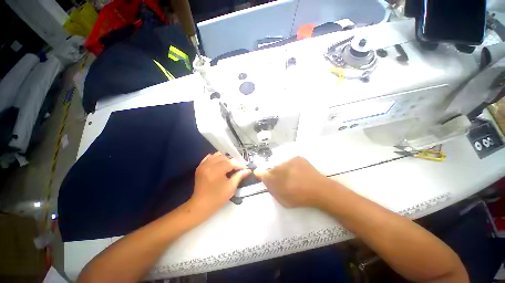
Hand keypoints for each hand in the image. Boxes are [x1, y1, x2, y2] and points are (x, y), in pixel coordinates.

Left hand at [189, 152, 250, 215]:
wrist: (201, 205)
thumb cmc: (217, 198)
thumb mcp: (231, 188)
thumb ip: (239, 176)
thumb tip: (248, 170)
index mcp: (216, 171)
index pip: (231, 163)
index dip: (239, 165)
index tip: (245, 168)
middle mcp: (209, 165)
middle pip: (224, 157)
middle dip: (232, 162)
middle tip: (238, 168)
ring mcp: (203, 165)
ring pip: (217, 155)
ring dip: (225, 159)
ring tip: (229, 166)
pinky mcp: (200, 167)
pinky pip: (209, 157)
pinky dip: (216, 158)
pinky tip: (220, 164)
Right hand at [255, 157, 332, 207]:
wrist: (321, 190)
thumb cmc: (301, 198)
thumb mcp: (283, 199)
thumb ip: (272, 189)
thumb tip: (264, 180)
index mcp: (278, 180)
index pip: (264, 175)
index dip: (261, 174)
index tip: (259, 174)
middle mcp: (281, 168)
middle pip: (273, 169)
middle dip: (274, 173)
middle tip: (281, 179)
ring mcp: (290, 161)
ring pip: (281, 165)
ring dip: (283, 169)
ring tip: (291, 176)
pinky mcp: (297, 158)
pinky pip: (289, 161)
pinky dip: (291, 166)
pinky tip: (297, 171)